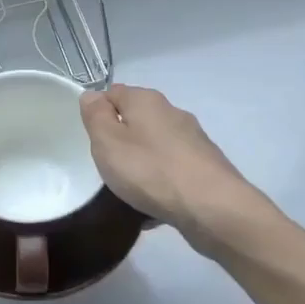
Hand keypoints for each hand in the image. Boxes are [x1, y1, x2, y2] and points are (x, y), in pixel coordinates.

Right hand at [80, 84, 263, 253]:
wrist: (212, 208)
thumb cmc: (150, 170)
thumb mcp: (107, 141)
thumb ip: (95, 116)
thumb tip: (92, 96)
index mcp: (146, 100)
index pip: (113, 93)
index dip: (99, 114)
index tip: (92, 140)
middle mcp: (172, 113)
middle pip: (136, 121)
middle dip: (121, 142)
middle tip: (107, 167)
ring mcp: (192, 140)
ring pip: (155, 148)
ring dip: (141, 166)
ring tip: (129, 193)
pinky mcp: (205, 167)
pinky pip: (172, 172)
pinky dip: (161, 186)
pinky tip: (153, 210)